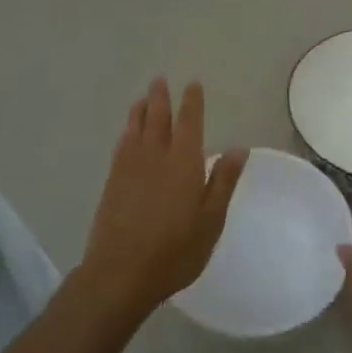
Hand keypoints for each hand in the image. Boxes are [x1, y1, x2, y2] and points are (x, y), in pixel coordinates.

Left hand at [80, 78, 246, 320]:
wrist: (120, 273)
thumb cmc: (175, 250)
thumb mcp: (211, 220)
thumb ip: (223, 181)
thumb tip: (238, 148)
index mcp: (183, 162)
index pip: (189, 122)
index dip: (192, 102)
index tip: (192, 84)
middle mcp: (155, 157)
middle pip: (157, 118)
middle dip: (160, 98)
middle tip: (160, 79)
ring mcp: (129, 169)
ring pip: (135, 129)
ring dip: (140, 110)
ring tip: (142, 98)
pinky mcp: (112, 183)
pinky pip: (121, 146)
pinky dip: (126, 133)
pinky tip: (127, 134)